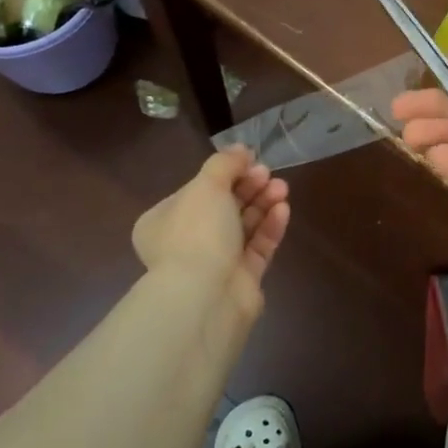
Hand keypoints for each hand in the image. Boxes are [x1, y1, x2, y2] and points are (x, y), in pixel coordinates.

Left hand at [132, 148, 289, 322]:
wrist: (206, 297)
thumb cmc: (197, 234)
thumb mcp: (206, 186)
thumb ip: (224, 164)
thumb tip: (240, 149)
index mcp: (164, 221)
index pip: (198, 190)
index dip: (225, 173)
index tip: (249, 160)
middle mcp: (186, 242)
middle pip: (223, 206)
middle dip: (249, 187)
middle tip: (268, 174)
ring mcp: (215, 263)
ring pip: (244, 226)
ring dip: (263, 204)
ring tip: (282, 189)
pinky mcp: (241, 279)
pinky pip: (258, 247)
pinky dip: (270, 227)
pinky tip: (283, 210)